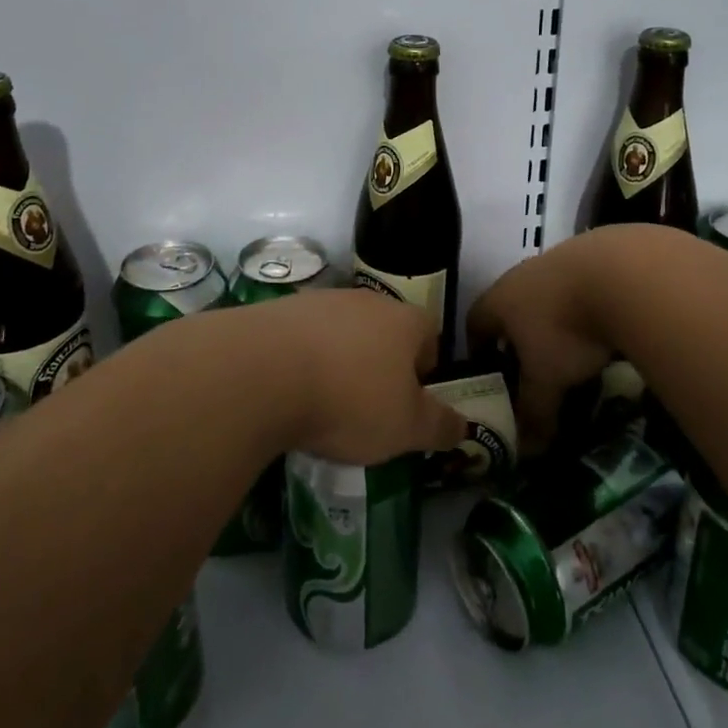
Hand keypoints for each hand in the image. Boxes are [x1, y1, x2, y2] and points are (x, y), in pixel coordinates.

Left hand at [261, 289, 466, 463]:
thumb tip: (465, 426)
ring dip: (340, 362)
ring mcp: (320, 300)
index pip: (430, 338)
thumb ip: (440, 426)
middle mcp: (366, 299)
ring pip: (342, 333)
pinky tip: (289, 391)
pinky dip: (303, 361)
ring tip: (323, 404)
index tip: (409, 407)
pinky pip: (303, 338)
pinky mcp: (280, 310)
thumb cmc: (350, 399)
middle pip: (385, 332)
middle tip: (368, 410)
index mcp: (405, 320)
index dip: (425, 374)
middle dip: (381, 367)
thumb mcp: (406, 428)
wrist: (262, 371)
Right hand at [466, 234, 620, 452]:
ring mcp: (557, 261)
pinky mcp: (593, 255)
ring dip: (553, 319)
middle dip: (516, 335)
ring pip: (545, 294)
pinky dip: (584, 306)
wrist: (621, 274)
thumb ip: (534, 413)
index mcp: (499, 300)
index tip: (488, 372)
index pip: (474, 322)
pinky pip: (579, 285)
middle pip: (509, 306)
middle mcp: (521, 275)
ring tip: (572, 349)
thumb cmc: (567, 329)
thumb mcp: (547, 379)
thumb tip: (526, 451)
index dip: (477, 348)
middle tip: (531, 366)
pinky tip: (602, 326)